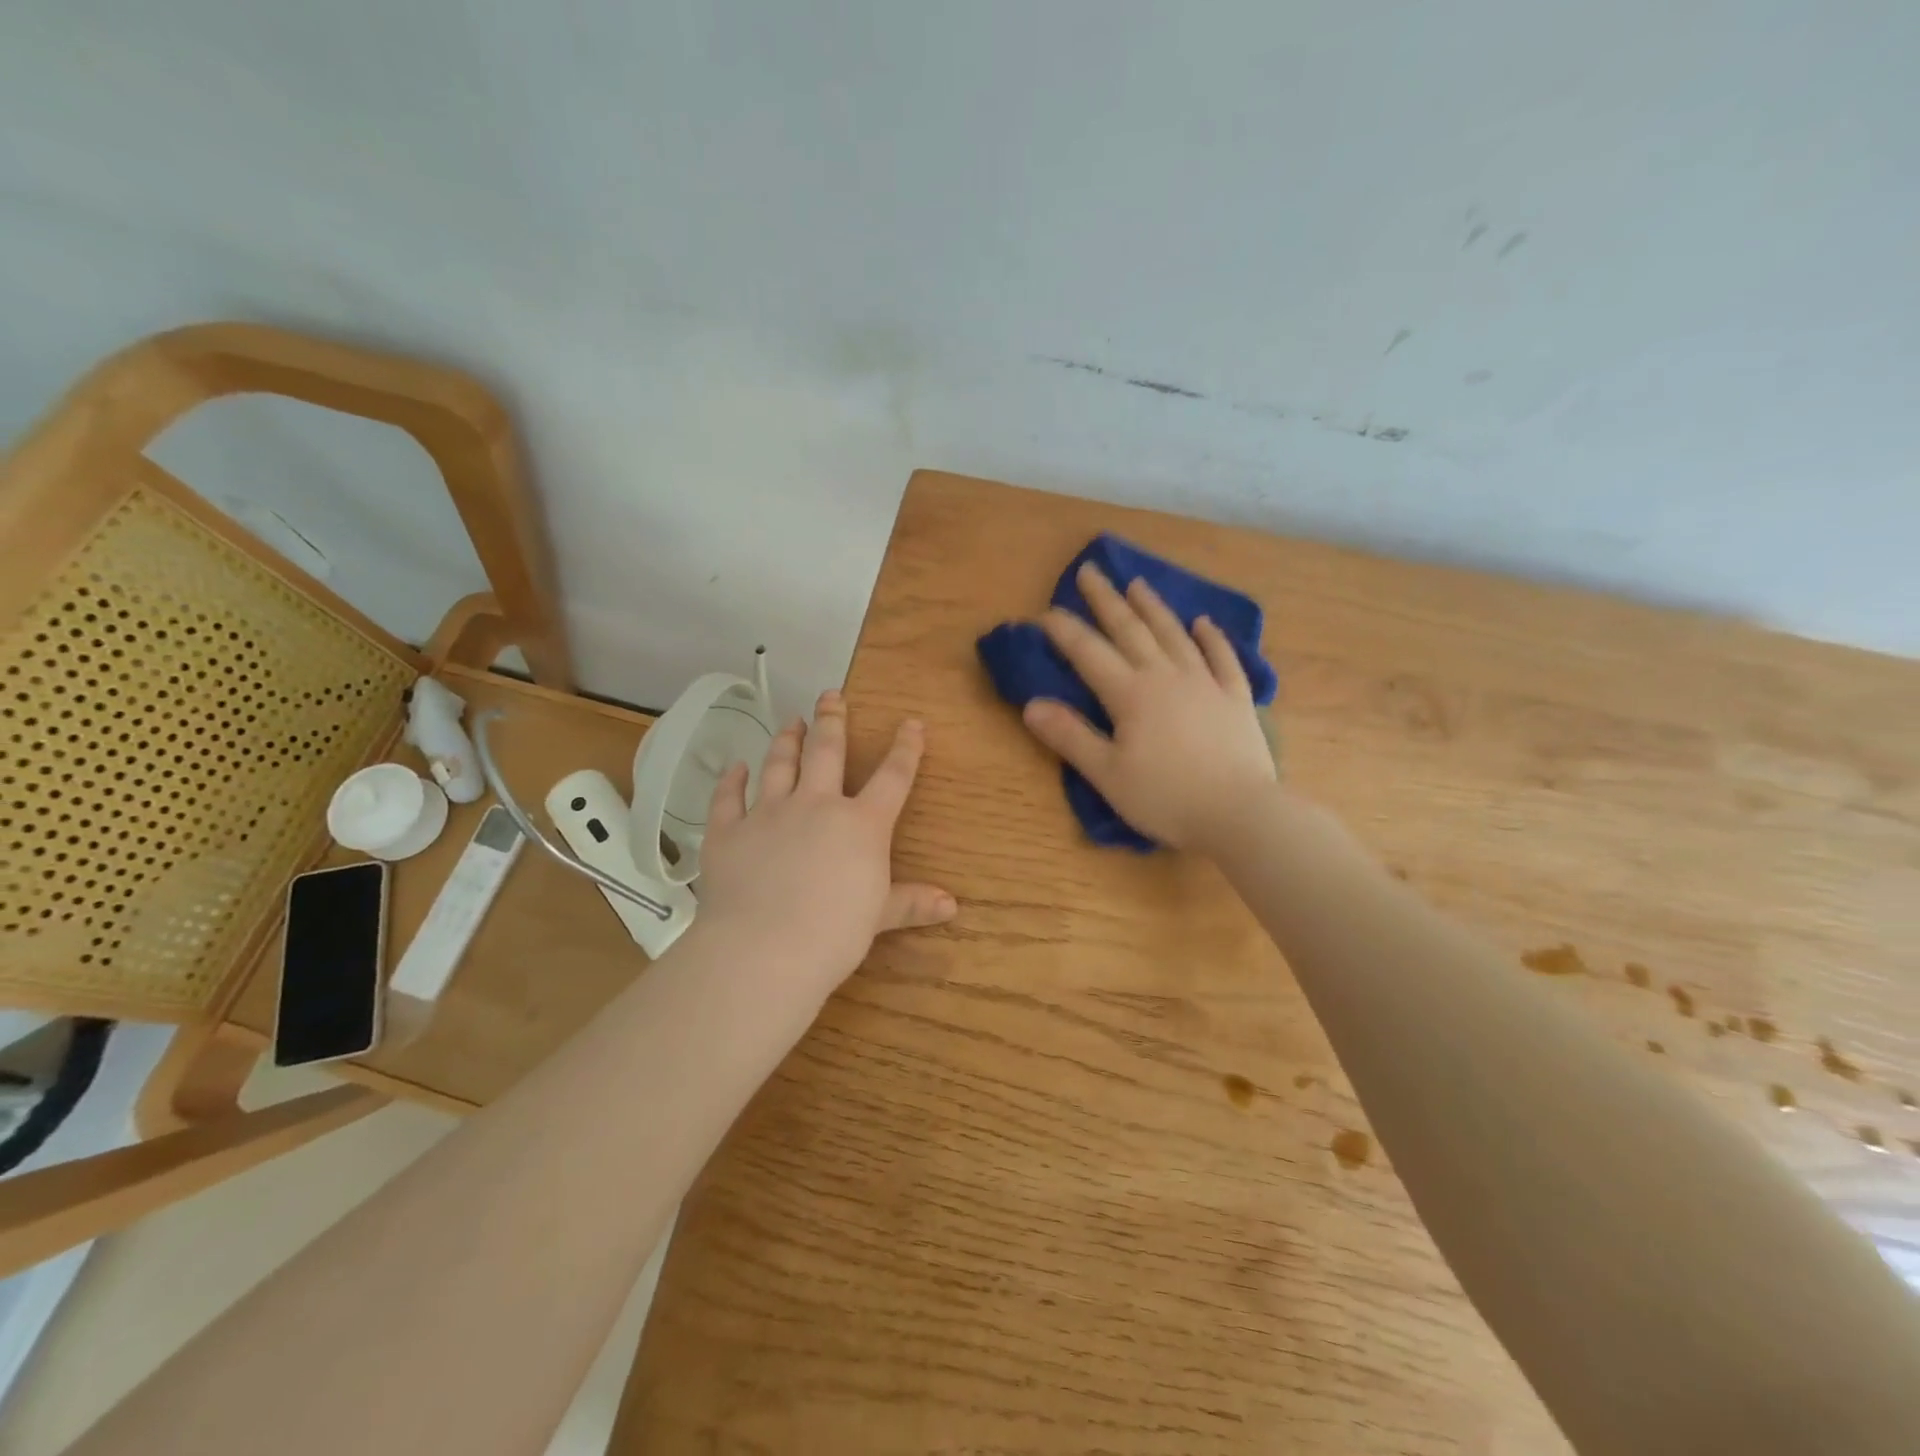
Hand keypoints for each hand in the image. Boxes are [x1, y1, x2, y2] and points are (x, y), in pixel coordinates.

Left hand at [695, 690, 955, 1003]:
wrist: (764, 950)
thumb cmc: (834, 934)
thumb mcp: (878, 916)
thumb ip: (911, 903)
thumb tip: (951, 905)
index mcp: (861, 824)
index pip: (892, 777)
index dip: (906, 748)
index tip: (911, 723)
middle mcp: (817, 806)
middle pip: (827, 751)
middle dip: (832, 720)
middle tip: (831, 695)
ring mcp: (769, 814)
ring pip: (779, 765)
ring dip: (786, 740)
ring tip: (791, 721)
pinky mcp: (729, 832)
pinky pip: (729, 798)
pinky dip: (731, 781)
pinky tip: (734, 768)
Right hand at [1022, 562, 1276, 852]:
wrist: (1240, 813)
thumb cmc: (1166, 798)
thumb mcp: (1107, 774)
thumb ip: (1069, 737)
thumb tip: (1032, 705)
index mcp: (1130, 694)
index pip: (1089, 653)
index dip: (1065, 631)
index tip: (1046, 611)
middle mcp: (1166, 676)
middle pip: (1131, 629)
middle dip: (1106, 600)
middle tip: (1090, 570)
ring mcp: (1205, 682)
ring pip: (1174, 634)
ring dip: (1153, 607)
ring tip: (1137, 583)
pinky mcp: (1235, 697)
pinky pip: (1222, 657)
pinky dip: (1211, 637)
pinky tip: (1203, 623)